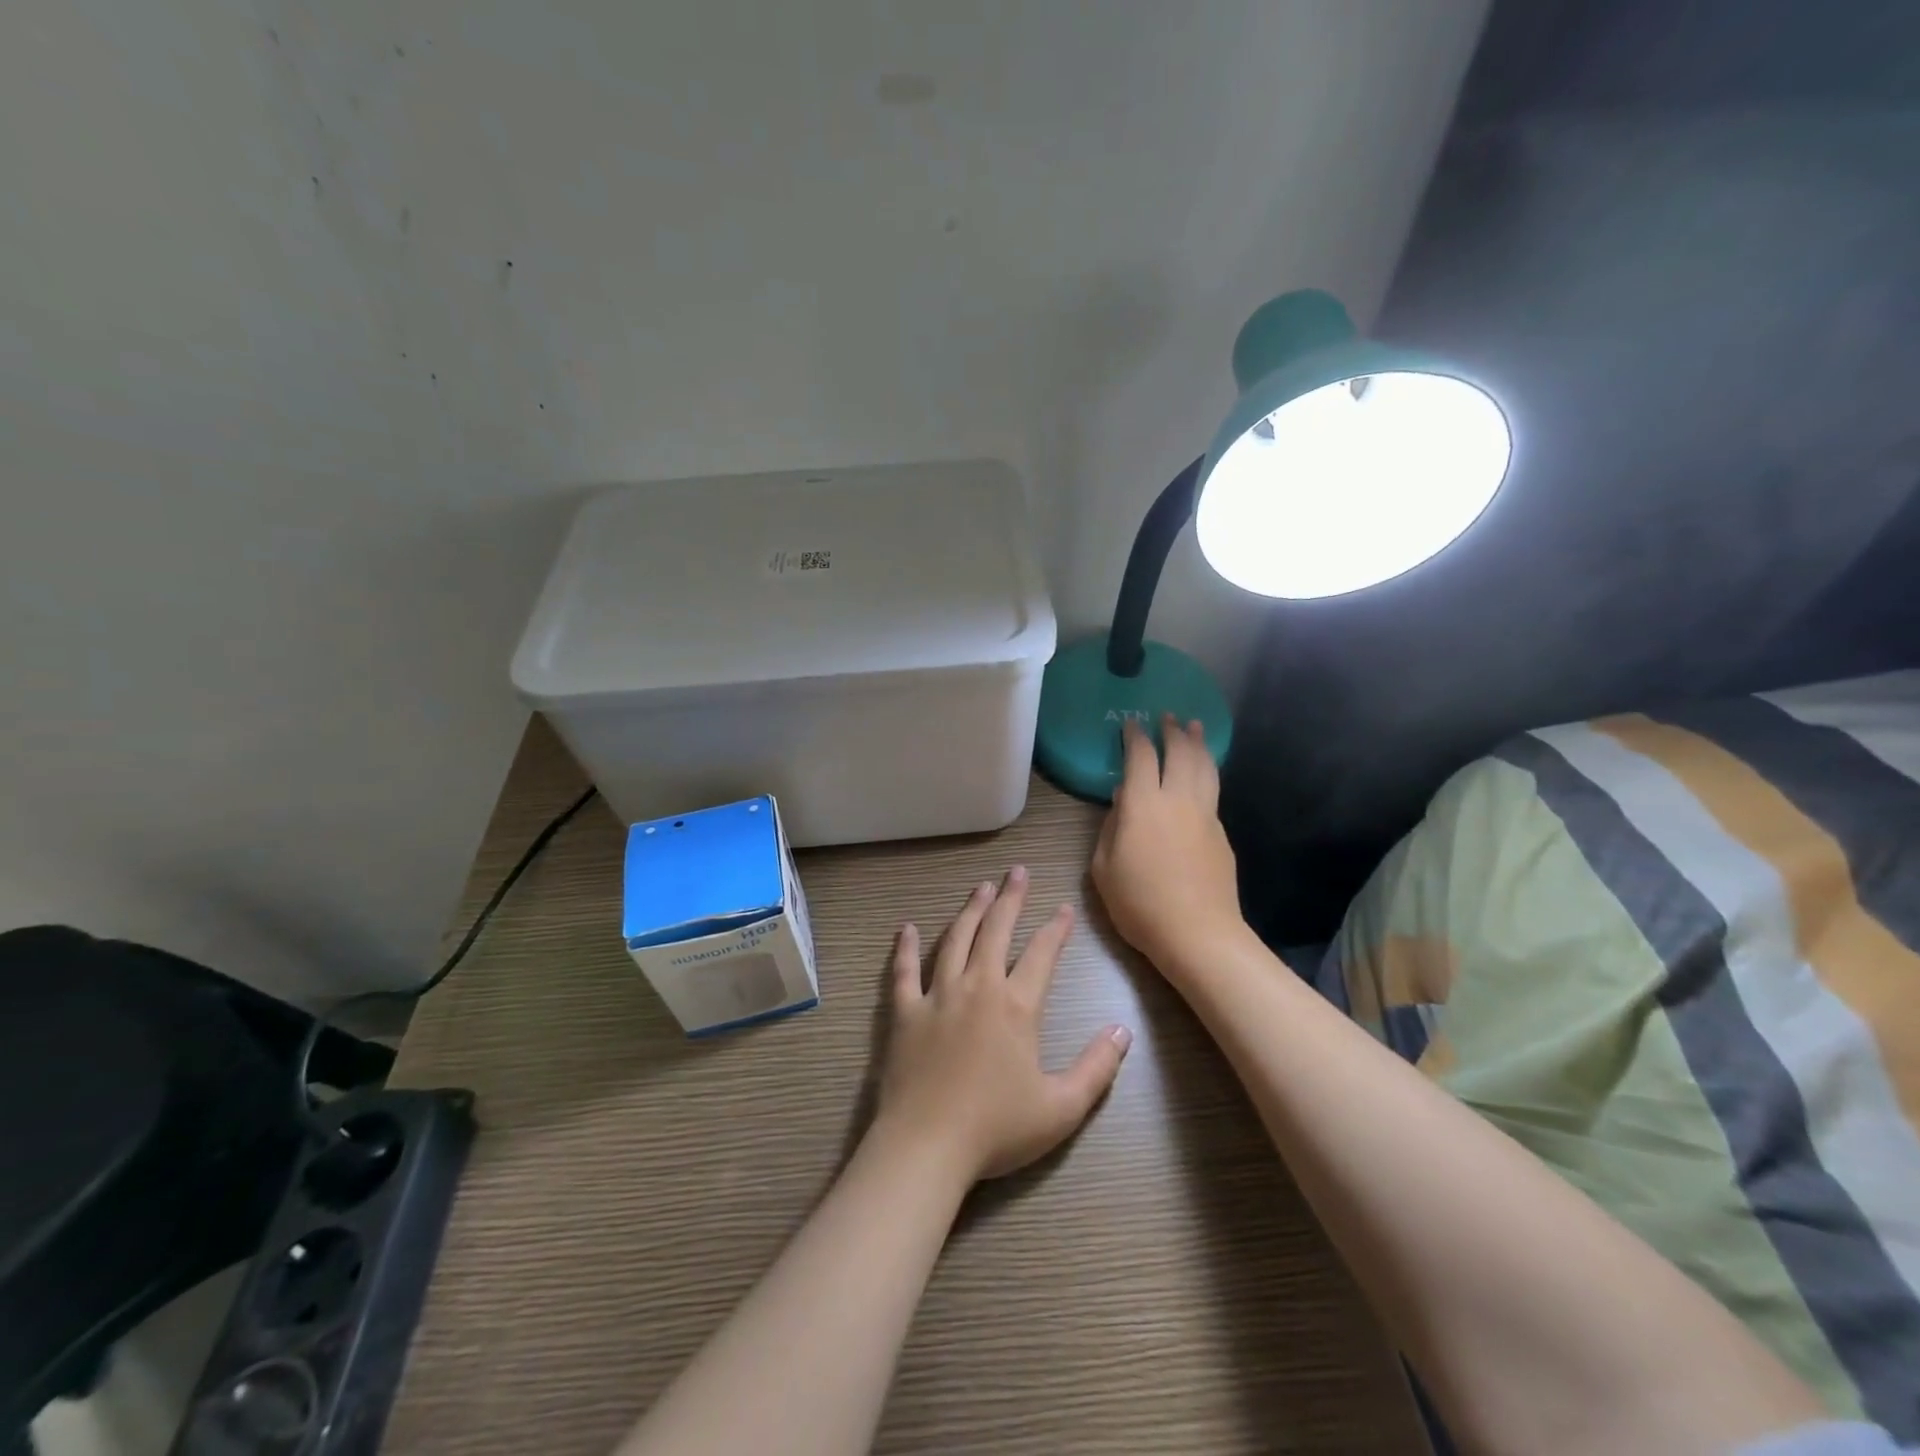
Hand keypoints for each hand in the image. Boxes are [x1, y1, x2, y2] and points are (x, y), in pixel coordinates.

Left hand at [875, 867, 1131, 1182]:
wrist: (927, 1146)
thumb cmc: (997, 1129)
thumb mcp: (1062, 1107)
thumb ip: (1097, 1067)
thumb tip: (1123, 1030)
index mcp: (1017, 1006)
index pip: (1042, 954)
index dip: (1056, 929)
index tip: (1064, 909)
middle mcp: (978, 987)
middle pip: (996, 931)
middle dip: (1010, 898)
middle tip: (1016, 872)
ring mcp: (937, 995)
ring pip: (955, 940)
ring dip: (970, 911)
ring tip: (980, 887)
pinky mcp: (905, 1011)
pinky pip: (904, 971)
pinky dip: (906, 948)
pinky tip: (907, 929)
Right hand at [1091, 715, 1245, 976]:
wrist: (1198, 933)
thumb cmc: (1140, 903)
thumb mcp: (1104, 868)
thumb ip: (1111, 827)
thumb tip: (1123, 800)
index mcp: (1143, 805)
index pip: (1140, 757)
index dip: (1134, 736)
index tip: (1131, 724)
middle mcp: (1177, 799)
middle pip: (1179, 752)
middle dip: (1172, 731)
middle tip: (1167, 717)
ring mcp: (1205, 815)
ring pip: (1204, 767)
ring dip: (1197, 744)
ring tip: (1194, 727)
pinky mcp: (1221, 833)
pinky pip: (1212, 791)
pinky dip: (1206, 773)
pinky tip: (1201, 776)